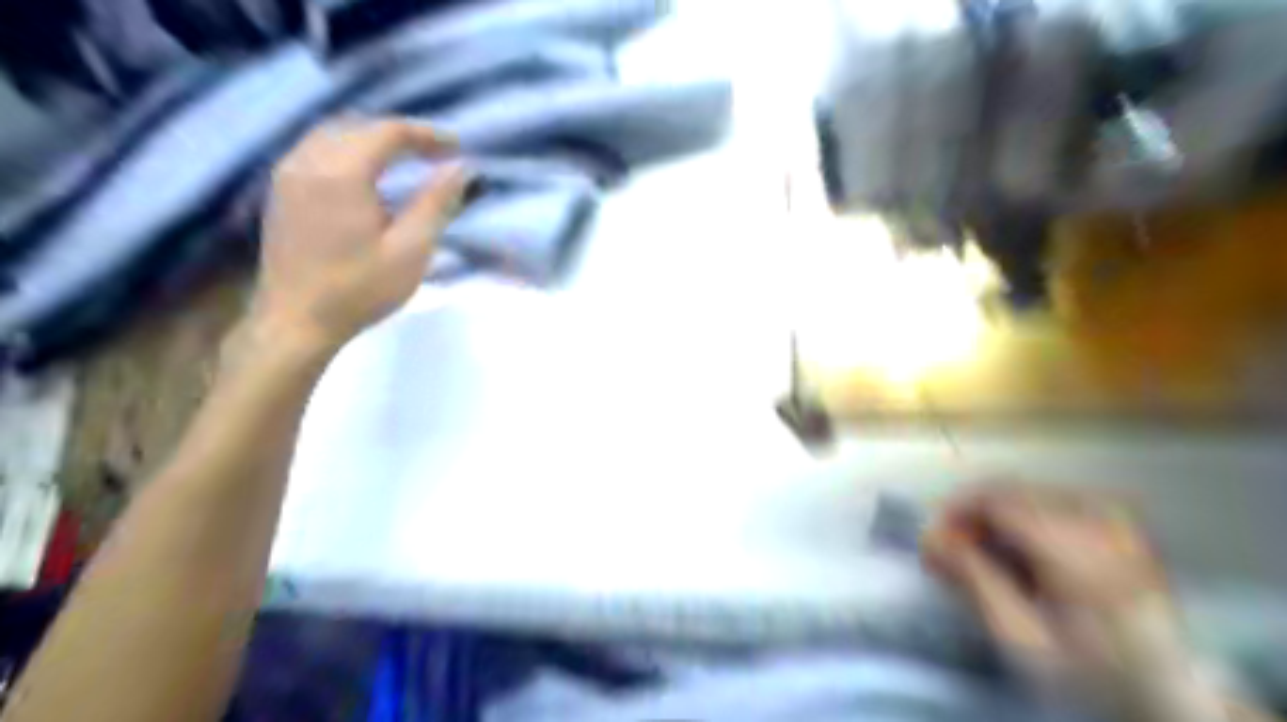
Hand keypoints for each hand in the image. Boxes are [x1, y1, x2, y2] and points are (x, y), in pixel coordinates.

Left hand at [252, 118, 470, 356]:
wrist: (295, 322)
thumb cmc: (359, 290)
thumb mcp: (411, 250)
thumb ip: (436, 203)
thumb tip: (461, 168)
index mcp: (341, 172)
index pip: (388, 132)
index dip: (427, 135)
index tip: (458, 148)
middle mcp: (307, 160)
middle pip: (358, 126)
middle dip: (401, 134)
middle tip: (437, 154)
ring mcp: (287, 174)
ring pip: (334, 134)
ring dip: (373, 139)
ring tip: (408, 160)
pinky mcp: (280, 191)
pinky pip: (317, 150)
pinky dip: (350, 150)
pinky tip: (369, 174)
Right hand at [920, 484, 1213, 715]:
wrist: (1169, 696)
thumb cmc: (1090, 673)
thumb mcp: (1022, 638)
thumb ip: (974, 580)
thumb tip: (928, 537)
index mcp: (1078, 548)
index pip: (997, 497)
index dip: (954, 511)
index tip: (932, 541)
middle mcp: (1100, 520)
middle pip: (1009, 490)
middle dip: (970, 515)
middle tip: (947, 551)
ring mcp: (1113, 517)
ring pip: (1026, 493)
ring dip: (992, 517)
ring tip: (977, 555)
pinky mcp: (1117, 522)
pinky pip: (1048, 501)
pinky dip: (1019, 518)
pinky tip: (1014, 551)